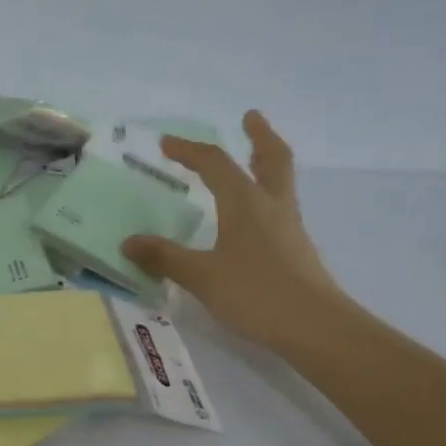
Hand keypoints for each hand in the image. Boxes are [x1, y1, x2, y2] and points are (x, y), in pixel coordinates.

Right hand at [122, 110, 344, 350]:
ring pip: (280, 182)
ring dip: (266, 162)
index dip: (189, 150)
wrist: (316, 328)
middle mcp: (271, 206)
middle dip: (259, 135)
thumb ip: (165, 257)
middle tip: (250, 118)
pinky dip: (265, 196)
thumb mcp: (202, 277)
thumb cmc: (256, 294)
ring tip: (251, 160)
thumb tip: (129, 242)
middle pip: (271, 158)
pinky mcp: (296, 250)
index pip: (215, 164)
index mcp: (245, 203)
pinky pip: (279, 208)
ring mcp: (289, 227)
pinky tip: (253, 217)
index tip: (166, 143)